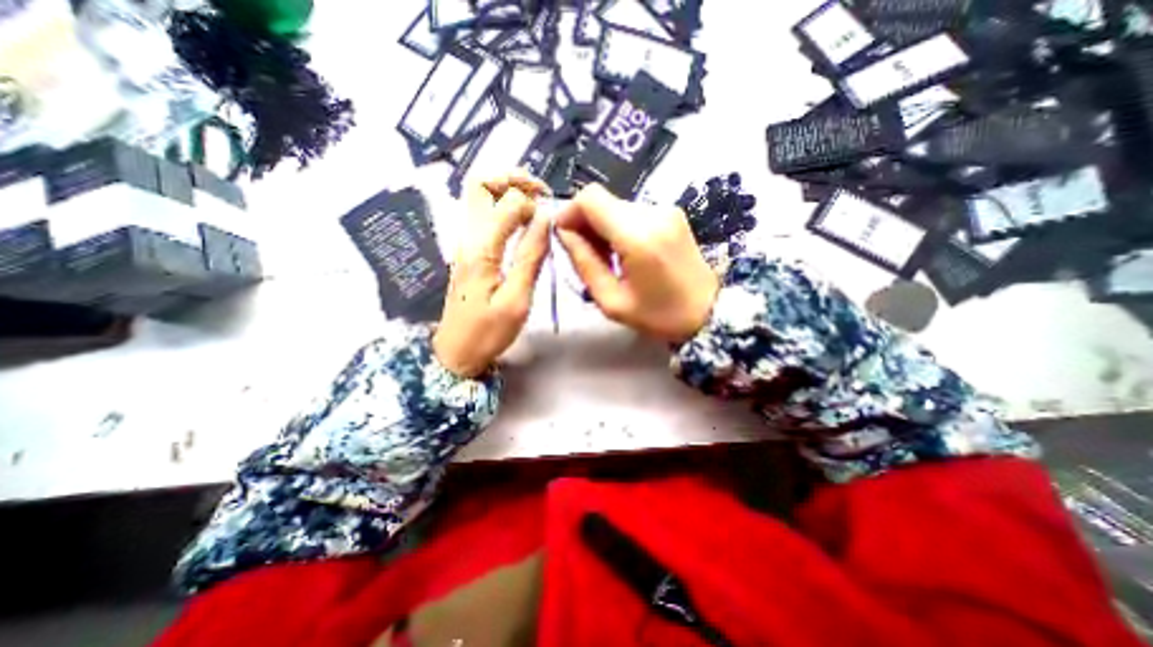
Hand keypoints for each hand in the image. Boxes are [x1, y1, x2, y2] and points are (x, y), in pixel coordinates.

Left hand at [437, 171, 554, 379]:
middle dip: (512, 178)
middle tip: (539, 193)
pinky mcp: (468, 251)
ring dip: (507, 190)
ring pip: (479, 196)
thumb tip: (545, 219)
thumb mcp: (517, 300)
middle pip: (479, 184)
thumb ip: (531, 257)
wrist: (456, 352)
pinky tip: (522, 222)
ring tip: (534, 204)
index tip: (551, 219)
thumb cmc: (488, 332)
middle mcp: (468, 238)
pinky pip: (482, 215)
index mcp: (481, 249)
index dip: (533, 203)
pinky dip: (503, 207)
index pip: (508, 203)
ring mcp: (465, 242)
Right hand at [551, 183, 717, 344]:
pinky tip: (626, 252)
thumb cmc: (658, 315)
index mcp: (638, 237)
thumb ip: (584, 263)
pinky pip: (633, 212)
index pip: (591, 198)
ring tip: (609, 258)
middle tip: (588, 255)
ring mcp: (666, 210)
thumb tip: (565, 233)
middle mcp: (653, 213)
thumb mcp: (612, 301)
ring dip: (603, 227)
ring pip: (616, 206)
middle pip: (603, 201)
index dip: (570, 212)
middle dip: (586, 223)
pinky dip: (620, 227)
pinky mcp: (672, 213)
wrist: (708, 311)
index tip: (565, 236)